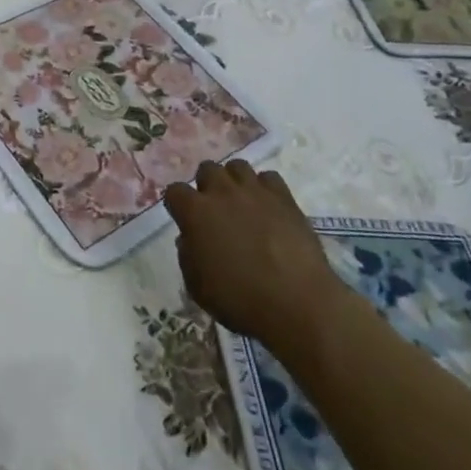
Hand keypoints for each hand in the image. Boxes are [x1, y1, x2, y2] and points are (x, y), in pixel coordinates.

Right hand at [164, 159, 347, 359]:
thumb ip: (188, 256)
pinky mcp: (284, 197)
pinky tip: (269, 208)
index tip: (185, 220)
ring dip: (235, 181)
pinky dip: (265, 189)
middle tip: (215, 210)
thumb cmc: (240, 300)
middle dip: (207, 185)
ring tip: (242, 203)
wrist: (296, 303)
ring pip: (237, 166)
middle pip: (207, 169)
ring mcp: (254, 191)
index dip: (178, 205)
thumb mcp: (198, 287)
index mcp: (195, 212)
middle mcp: (221, 192)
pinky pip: (269, 178)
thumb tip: (190, 238)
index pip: (175, 191)